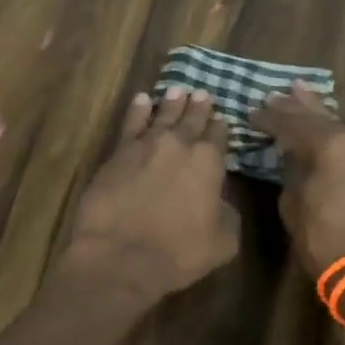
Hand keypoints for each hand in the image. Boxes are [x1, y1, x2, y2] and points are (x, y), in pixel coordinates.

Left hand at [60, 87, 240, 305]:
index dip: (221, 127)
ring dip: (171, 103)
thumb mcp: (223, 241)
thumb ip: (227, 213)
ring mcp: (145, 146)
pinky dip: (138, 110)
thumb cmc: (178, 253)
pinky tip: (141, 100)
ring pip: (162, 116)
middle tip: (202, 93)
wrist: (121, 255)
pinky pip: (131, 123)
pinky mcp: (117, 153)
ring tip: (177, 90)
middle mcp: (179, 146)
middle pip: (191, 120)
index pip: (218, 137)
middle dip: (198, 107)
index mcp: (208, 163)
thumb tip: (220, 200)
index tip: (222, 118)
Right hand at [250, 82, 344, 277]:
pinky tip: (325, 129)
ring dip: (319, 115)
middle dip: (296, 106)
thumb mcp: (294, 204)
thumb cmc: (325, 240)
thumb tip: (294, 158)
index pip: (293, 124)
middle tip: (277, 94)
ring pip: (341, 128)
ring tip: (301, 93)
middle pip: (321, 118)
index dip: (270, 119)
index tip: (252, 113)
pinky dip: (335, 135)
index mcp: (332, 145)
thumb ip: (293, 172)